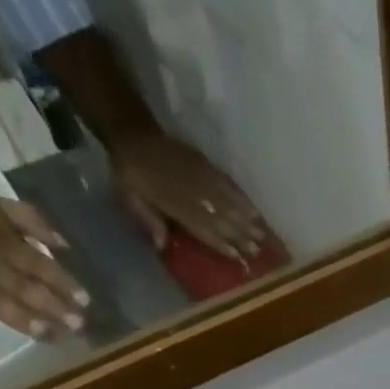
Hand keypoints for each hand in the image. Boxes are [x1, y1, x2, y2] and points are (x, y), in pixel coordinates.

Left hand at [109, 133, 268, 261]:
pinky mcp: (203, 163)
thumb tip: (162, 245)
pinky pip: (224, 181)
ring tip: (261, 232)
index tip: (236, 255)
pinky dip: (239, 195)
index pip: (199, 226)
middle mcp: (188, 189)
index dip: (218, 241)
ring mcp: (198, 174)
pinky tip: (252, 206)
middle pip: (218, 214)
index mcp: (170, 201)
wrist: (130, 132)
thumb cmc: (128, 173)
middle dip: (239, 233)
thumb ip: (147, 218)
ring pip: (225, 199)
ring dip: (245, 217)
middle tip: (258, 249)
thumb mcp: (128, 197)